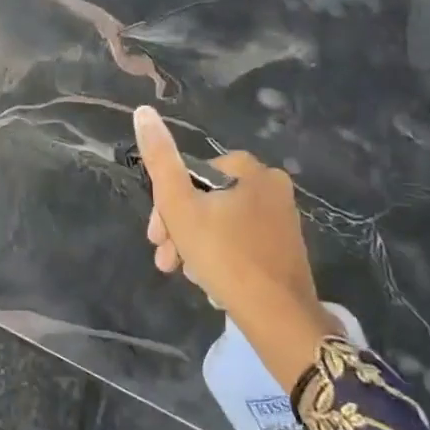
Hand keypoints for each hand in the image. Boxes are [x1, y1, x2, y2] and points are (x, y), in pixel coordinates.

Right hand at [133, 106, 338, 389]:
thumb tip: (143, 111)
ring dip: (195, 246)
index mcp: (249, 169)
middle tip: (166, 261)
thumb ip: (159, 158)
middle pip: (206, 200)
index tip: (155, 236)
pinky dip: (221, 257)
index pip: (190, 175)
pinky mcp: (286, 247)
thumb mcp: (179, 205)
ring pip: (220, 223)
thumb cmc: (224, 255)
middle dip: (179, 230)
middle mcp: (271, 186)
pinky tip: (212, 282)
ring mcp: (282, 218)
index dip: (166, 205)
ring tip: (188, 276)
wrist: (279, 318)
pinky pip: (241, 242)